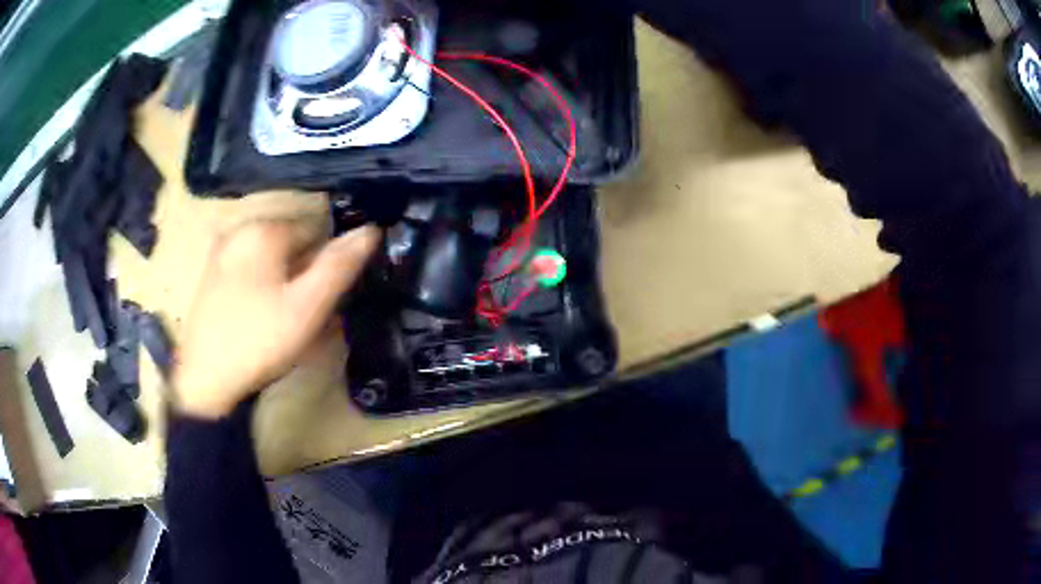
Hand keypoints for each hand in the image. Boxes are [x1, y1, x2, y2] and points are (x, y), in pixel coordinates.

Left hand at [171, 220, 380, 418]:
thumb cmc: (259, 341)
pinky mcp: (211, 274)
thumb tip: (370, 230)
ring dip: (286, 283)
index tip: (327, 299)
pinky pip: (251, 271)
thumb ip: (339, 266)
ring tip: (287, 323)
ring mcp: (221, 252)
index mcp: (263, 230)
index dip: (328, 264)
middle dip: (305, 274)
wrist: (205, 381)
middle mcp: (239, 230)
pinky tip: (263, 319)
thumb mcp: (307, 307)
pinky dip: (265, 288)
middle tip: (308, 315)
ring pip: (271, 260)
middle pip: (291, 245)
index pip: (315, 231)